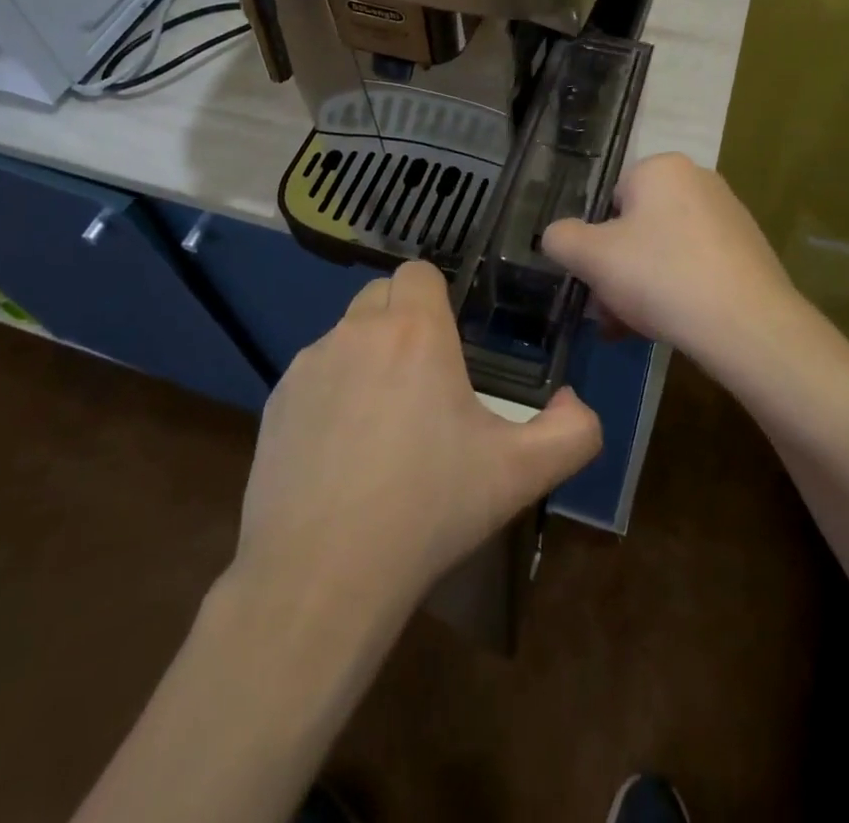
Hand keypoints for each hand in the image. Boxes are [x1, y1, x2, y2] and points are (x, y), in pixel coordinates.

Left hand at [234, 261, 602, 615]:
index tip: (451, 340)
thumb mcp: (521, 474)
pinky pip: (313, 374)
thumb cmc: (429, 511)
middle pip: (382, 295)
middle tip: (425, 380)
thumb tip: (573, 402)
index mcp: (414, 332)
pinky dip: (331, 392)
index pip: (420, 271)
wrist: (321, 577)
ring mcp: (309, 365)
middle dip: (404, 320)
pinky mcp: (276, 401)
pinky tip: (340, 452)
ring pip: (346, 334)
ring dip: (367, 356)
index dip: (438, 296)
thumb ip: (572, 431)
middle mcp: (357, 332)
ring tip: (382, 423)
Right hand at [542, 153, 804, 376]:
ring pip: (664, 251)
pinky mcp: (748, 251)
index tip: (594, 279)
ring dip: (641, 287)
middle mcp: (699, 181)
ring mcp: (729, 216)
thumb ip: (561, 238)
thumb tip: (557, 236)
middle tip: (609, 312)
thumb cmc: (661, 276)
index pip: (611, 199)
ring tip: (633, 329)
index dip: (596, 241)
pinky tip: (669, 327)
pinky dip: (677, 291)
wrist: (747, 324)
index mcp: (662, 168)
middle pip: (637, 228)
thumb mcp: (591, 256)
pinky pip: (695, 266)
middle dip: (617, 271)